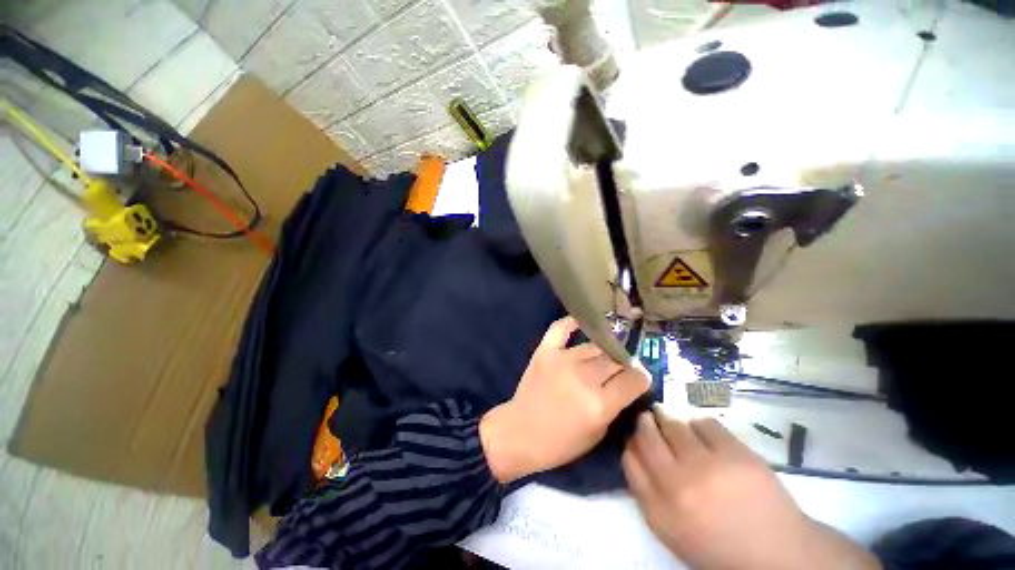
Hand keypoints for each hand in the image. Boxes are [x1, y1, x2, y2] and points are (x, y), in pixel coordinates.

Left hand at [480, 316, 649, 482]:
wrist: (521, 432)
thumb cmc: (561, 442)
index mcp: (599, 404)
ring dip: (602, 352)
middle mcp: (584, 377)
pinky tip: (581, 323)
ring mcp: (563, 360)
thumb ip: (615, 406)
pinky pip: (561, 328)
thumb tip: (627, 384)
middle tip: (618, 369)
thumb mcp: (598, 433)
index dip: (641, 377)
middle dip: (622, 364)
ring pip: (594, 346)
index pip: (634, 379)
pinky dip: (572, 323)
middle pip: (615, 359)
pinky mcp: (545, 350)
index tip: (638, 378)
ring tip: (600, 357)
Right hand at [623, 411, 880, 569]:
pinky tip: (705, 435)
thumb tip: (635, 447)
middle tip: (649, 418)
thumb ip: (647, 490)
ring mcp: (706, 467)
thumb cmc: (718, 544)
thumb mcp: (672, 528)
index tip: (635, 436)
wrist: (777, 554)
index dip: (630, 441)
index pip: (629, 459)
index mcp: (658, 511)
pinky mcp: (734, 454)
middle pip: (646, 436)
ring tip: (677, 425)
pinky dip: (700, 425)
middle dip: (645, 422)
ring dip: (670, 420)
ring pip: (672, 424)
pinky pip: (704, 423)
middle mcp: (676, 485)